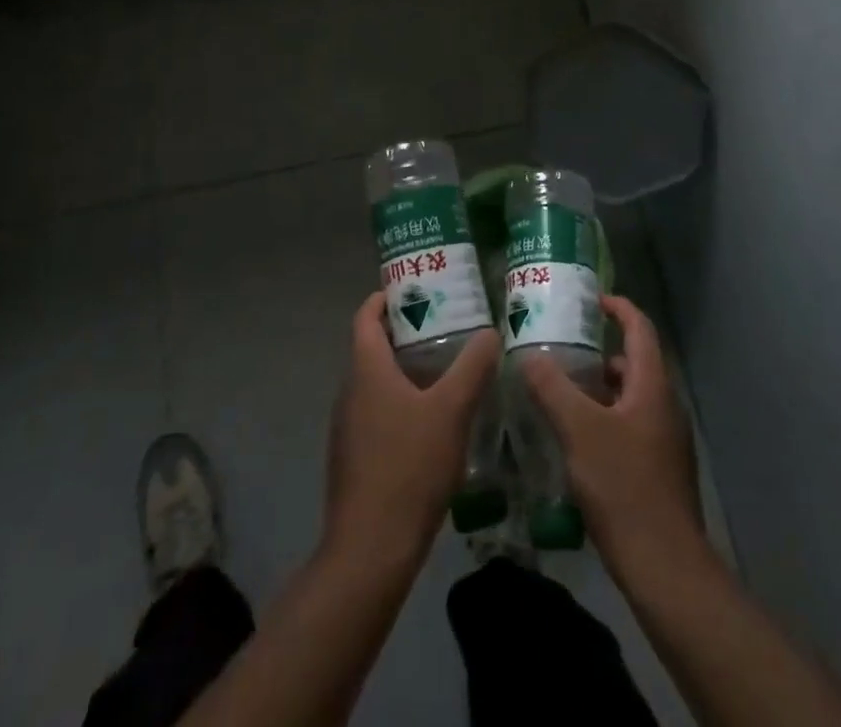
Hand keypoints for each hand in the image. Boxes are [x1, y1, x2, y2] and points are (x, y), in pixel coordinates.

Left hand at [325, 292, 500, 565]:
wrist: (370, 551)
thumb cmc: (408, 467)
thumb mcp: (451, 411)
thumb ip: (472, 367)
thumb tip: (491, 332)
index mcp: (366, 370)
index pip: (366, 316)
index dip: (385, 297)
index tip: (417, 288)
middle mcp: (350, 391)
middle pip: (373, 346)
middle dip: (406, 331)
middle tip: (446, 323)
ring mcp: (349, 427)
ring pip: (377, 381)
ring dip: (406, 368)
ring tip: (447, 366)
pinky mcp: (355, 457)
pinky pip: (378, 412)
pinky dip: (402, 401)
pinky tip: (434, 419)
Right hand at [520, 295, 704, 576]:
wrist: (665, 567)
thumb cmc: (624, 487)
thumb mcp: (579, 431)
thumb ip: (552, 388)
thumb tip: (528, 356)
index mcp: (652, 386)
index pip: (640, 328)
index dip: (618, 307)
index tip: (591, 299)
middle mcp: (664, 406)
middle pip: (634, 363)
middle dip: (600, 351)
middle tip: (562, 347)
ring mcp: (665, 441)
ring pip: (630, 397)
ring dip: (600, 388)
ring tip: (561, 391)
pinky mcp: (659, 470)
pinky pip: (631, 426)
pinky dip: (605, 418)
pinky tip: (576, 439)